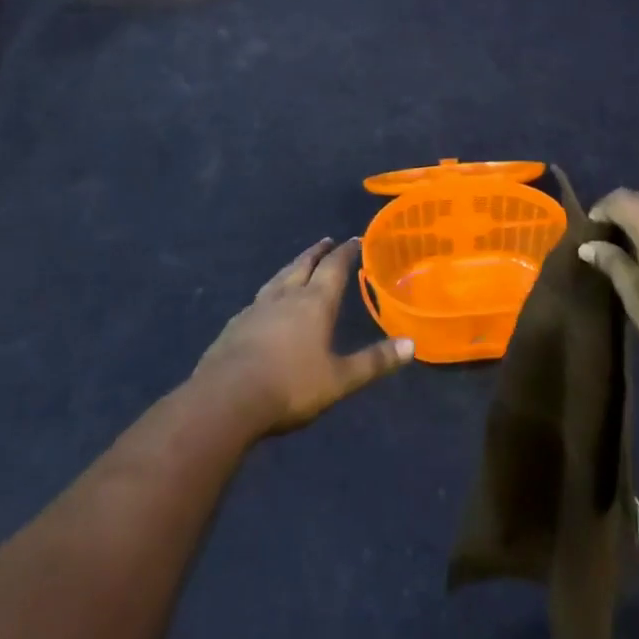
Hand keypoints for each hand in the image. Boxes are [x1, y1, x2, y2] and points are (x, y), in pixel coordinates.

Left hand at [194, 238, 413, 437]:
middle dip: (318, 252)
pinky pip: (259, 298)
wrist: (226, 398)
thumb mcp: (340, 379)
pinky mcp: (236, 324)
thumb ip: (374, 361)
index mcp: (315, 303)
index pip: (334, 268)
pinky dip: (271, 291)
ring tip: (299, 262)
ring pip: (279, 277)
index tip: (354, 240)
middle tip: (327, 241)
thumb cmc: (290, 386)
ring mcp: (257, 308)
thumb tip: (412, 344)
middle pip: (304, 264)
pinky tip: (266, 301)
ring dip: (293, 265)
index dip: (346, 253)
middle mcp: (286, 296)